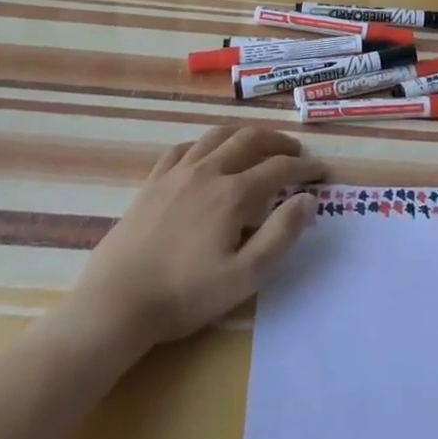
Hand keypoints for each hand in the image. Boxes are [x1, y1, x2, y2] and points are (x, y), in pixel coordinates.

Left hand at [61, 126, 325, 349]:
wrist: (116, 303)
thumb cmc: (185, 295)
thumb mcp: (244, 276)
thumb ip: (280, 234)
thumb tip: (309, 200)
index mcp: (233, 194)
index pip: (279, 169)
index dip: (304, 168)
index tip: (321, 172)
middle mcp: (208, 171)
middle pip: (250, 140)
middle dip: (278, 142)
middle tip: (295, 153)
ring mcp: (177, 173)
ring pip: (217, 136)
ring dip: (244, 135)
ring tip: (257, 145)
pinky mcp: (152, 182)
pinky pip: (184, 147)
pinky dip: (206, 144)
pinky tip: (208, 154)